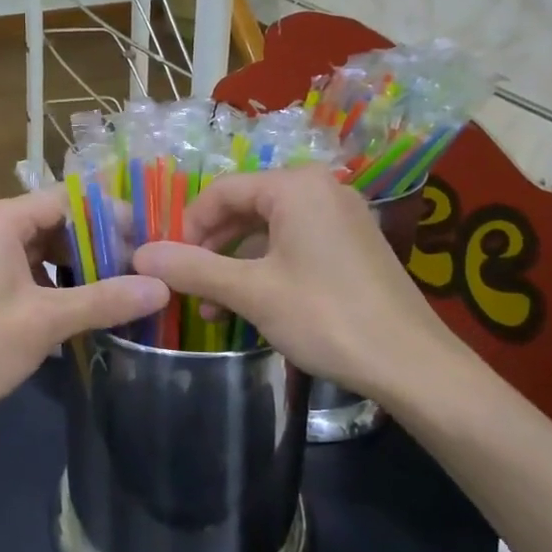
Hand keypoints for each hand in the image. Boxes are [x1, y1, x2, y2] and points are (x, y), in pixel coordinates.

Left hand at [0, 191, 168, 431]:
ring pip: (48, 248)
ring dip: (84, 265)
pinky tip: (92, 303)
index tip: (151, 240)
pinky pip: (34, 269)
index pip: (69, 199)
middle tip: (145, 268)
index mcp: (1, 218)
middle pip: (60, 221)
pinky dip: (62, 282)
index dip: (112, 216)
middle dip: (101, 243)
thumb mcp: (45, 321)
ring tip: (128, 286)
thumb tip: (163, 287)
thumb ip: (105, 299)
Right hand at [131, 167, 462, 402]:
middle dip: (212, 248)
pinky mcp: (353, 244)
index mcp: (295, 186)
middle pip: (245, 207)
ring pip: (268, 229)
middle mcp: (320, 188)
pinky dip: (267, 268)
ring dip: (236, 264)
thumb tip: (139, 254)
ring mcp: (341, 216)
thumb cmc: (325, 316)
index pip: (221, 191)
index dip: (188, 226)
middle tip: (191, 288)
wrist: (413, 364)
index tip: (171, 266)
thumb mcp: (251, 292)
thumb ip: (193, 269)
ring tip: (216, 308)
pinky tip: (253, 305)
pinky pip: (295, 243)